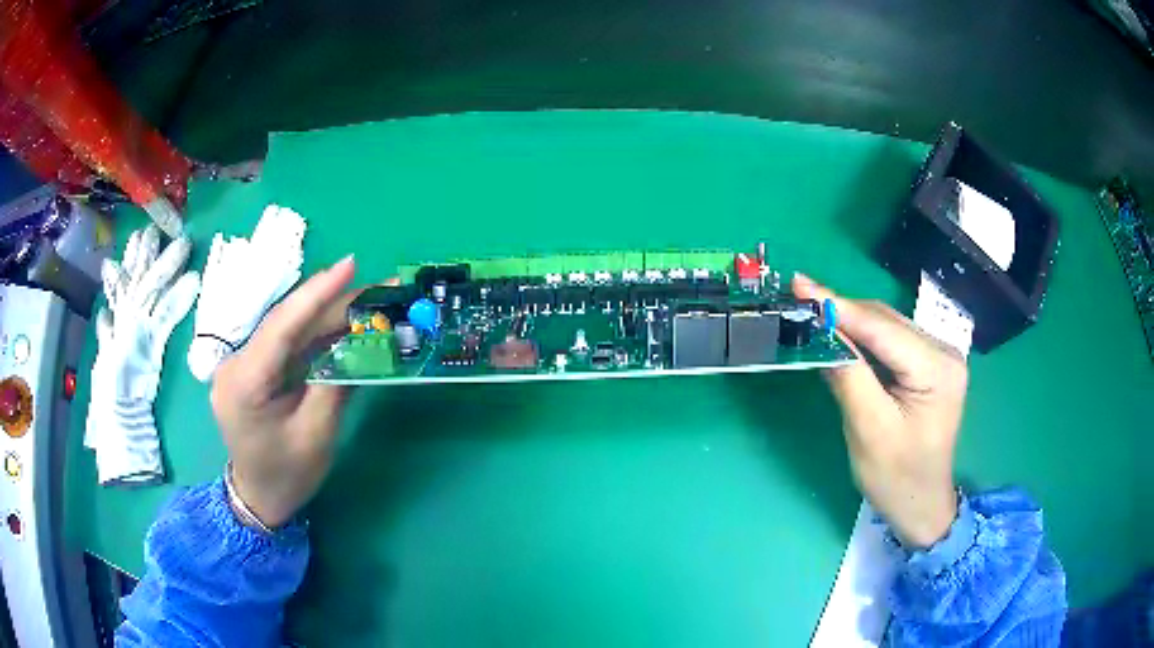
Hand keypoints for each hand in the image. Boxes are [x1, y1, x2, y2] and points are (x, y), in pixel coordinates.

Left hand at [211, 256, 356, 527]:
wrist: (259, 497)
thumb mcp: (316, 436)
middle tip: (381, 290)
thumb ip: (335, 385)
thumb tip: (362, 344)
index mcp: (244, 383)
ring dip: (330, 316)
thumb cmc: (287, 475)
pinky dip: (319, 335)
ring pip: (291, 330)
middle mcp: (237, 364)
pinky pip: (289, 344)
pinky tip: (346, 325)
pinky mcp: (254, 367)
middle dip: (335, 304)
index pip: (281, 327)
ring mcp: (243, 364)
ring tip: (373, 303)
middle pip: (289, 324)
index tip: (350, 265)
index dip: (316, 293)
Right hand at [793, 274, 967, 548]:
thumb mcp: (869, 431)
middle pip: (885, 321)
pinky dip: (861, 338)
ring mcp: (938, 355)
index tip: (800, 285)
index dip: (839, 306)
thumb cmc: (896, 477)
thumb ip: (848, 377)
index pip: (882, 329)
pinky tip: (839, 336)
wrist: (920, 504)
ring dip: (849, 322)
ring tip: (811, 313)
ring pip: (886, 326)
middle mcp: (944, 351)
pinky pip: (890, 340)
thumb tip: (820, 333)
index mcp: (938, 369)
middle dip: (841, 311)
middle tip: (798, 299)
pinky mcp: (928, 363)